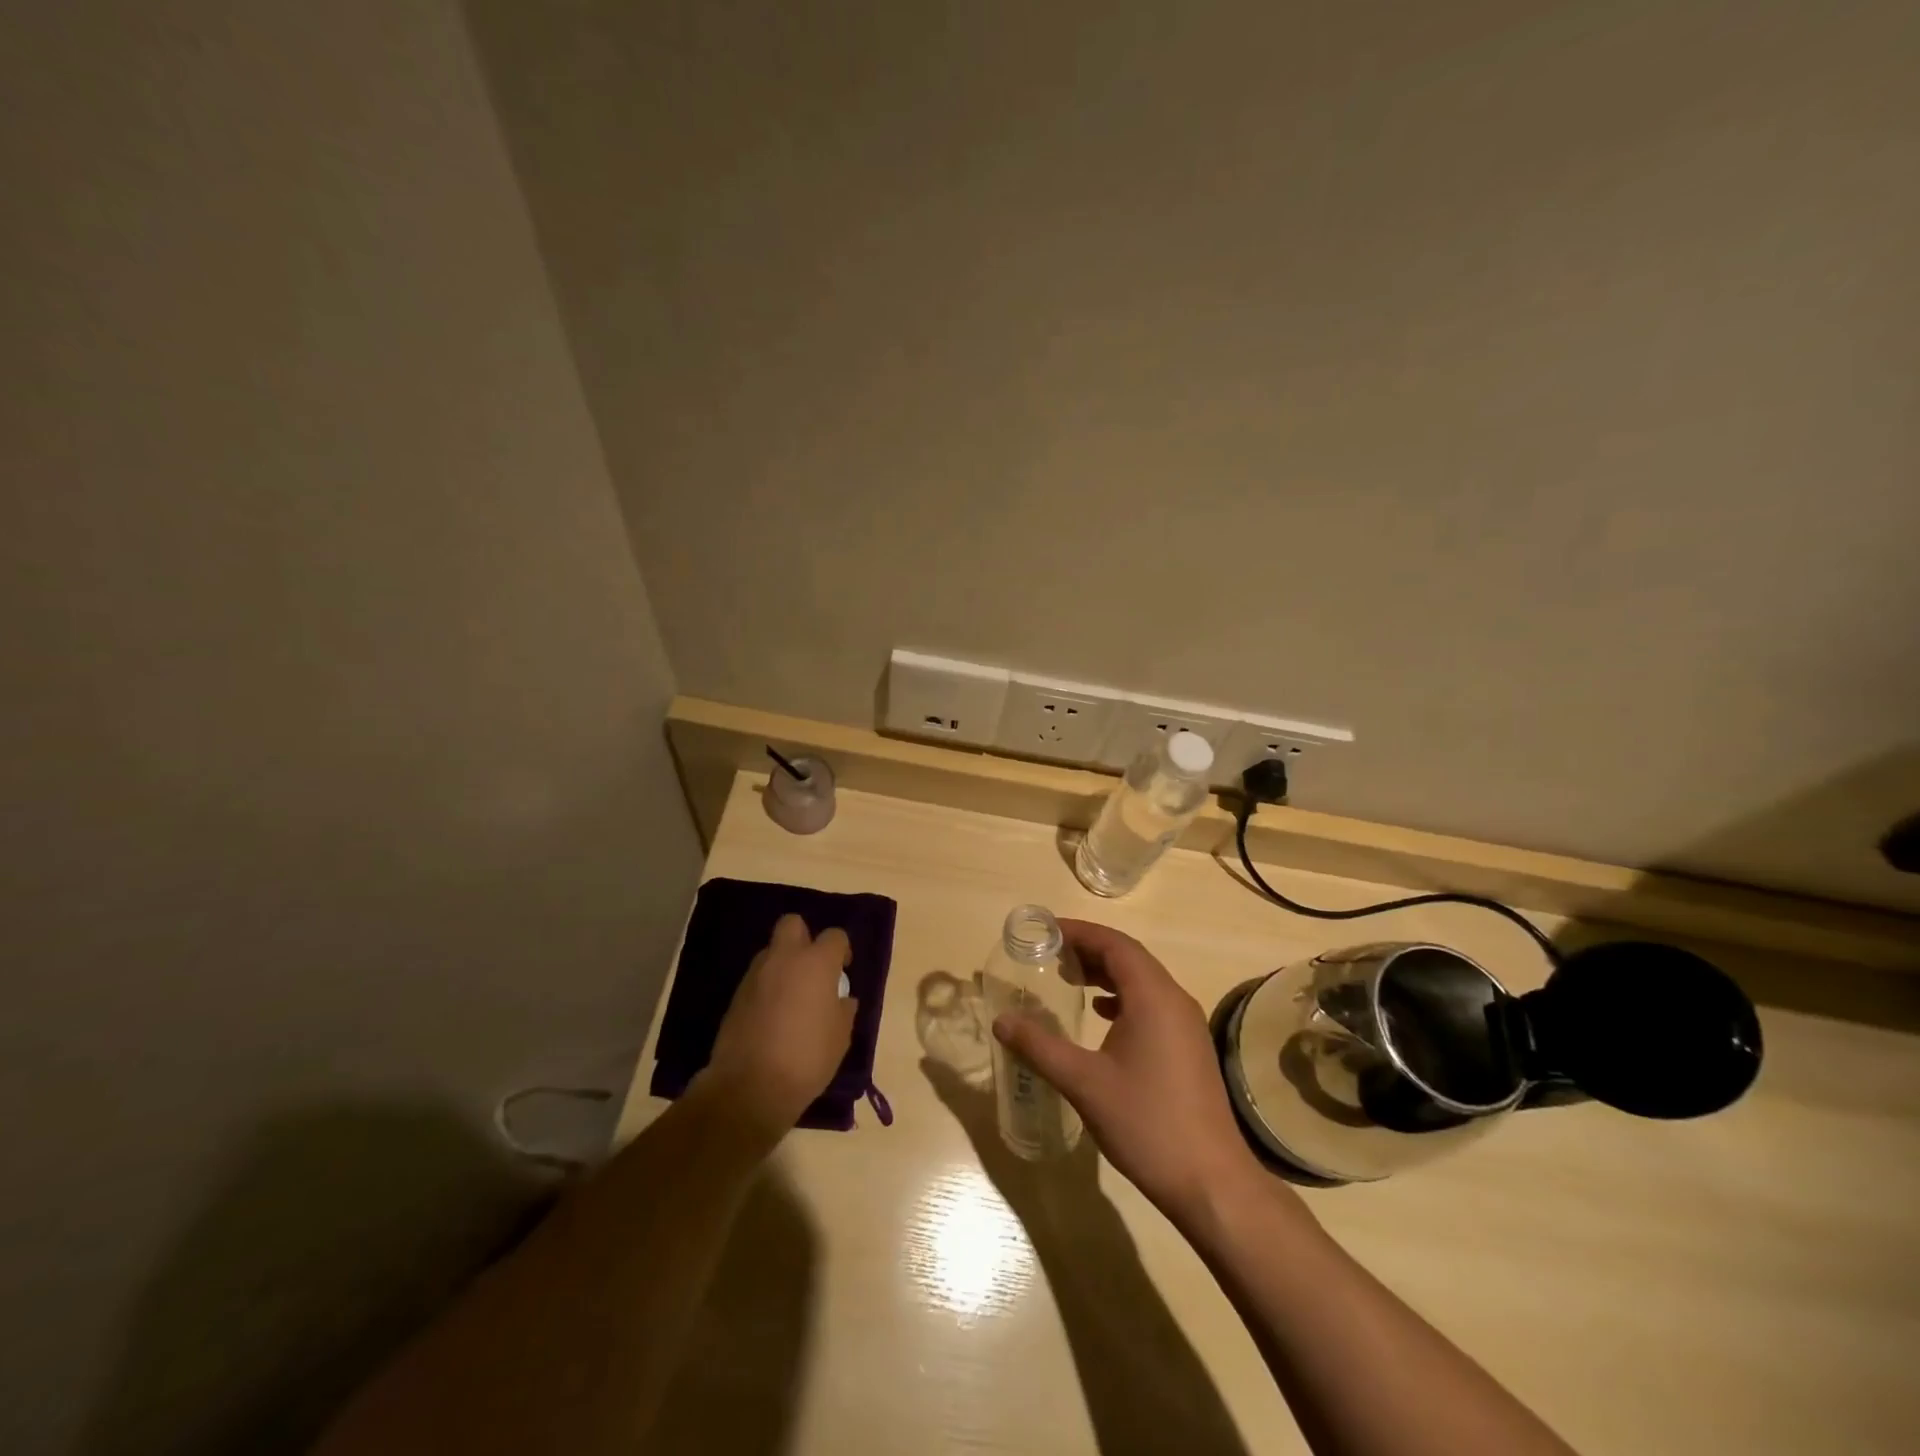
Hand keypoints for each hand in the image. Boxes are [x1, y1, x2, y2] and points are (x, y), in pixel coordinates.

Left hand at [702, 913, 856, 1135]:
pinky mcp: (735, 996)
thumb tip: (842, 1000)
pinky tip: (773, 1015)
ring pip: (771, 952)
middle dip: (804, 938)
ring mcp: (755, 975)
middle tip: (812, 968)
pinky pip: (757, 979)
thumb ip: (844, 1010)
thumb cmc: (807, 1058)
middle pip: (792, 924)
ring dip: (783, 964)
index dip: (842, 950)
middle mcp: (784, 959)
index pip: (835, 936)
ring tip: (792, 996)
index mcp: (816, 963)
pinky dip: (767, 987)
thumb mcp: (840, 1037)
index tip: (843, 971)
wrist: (749, 1088)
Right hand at [991, 920, 1266, 1228]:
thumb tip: (1001, 1021)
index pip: (1114, 944)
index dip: (1079, 932)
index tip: (1046, 931)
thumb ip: (1040, 1047)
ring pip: (1142, 980)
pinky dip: (1122, 997)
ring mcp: (1186, 1024)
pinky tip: (1101, 1016)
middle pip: (1130, 957)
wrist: (1211, 1182)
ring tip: (1069, 978)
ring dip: (1106, 972)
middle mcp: (1174, 999)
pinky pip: (1152, 1003)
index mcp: (1152, 996)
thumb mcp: (1083, 1083)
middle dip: (1090, 949)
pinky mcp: (1189, 1047)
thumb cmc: (1146, 1123)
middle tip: (1050, 953)